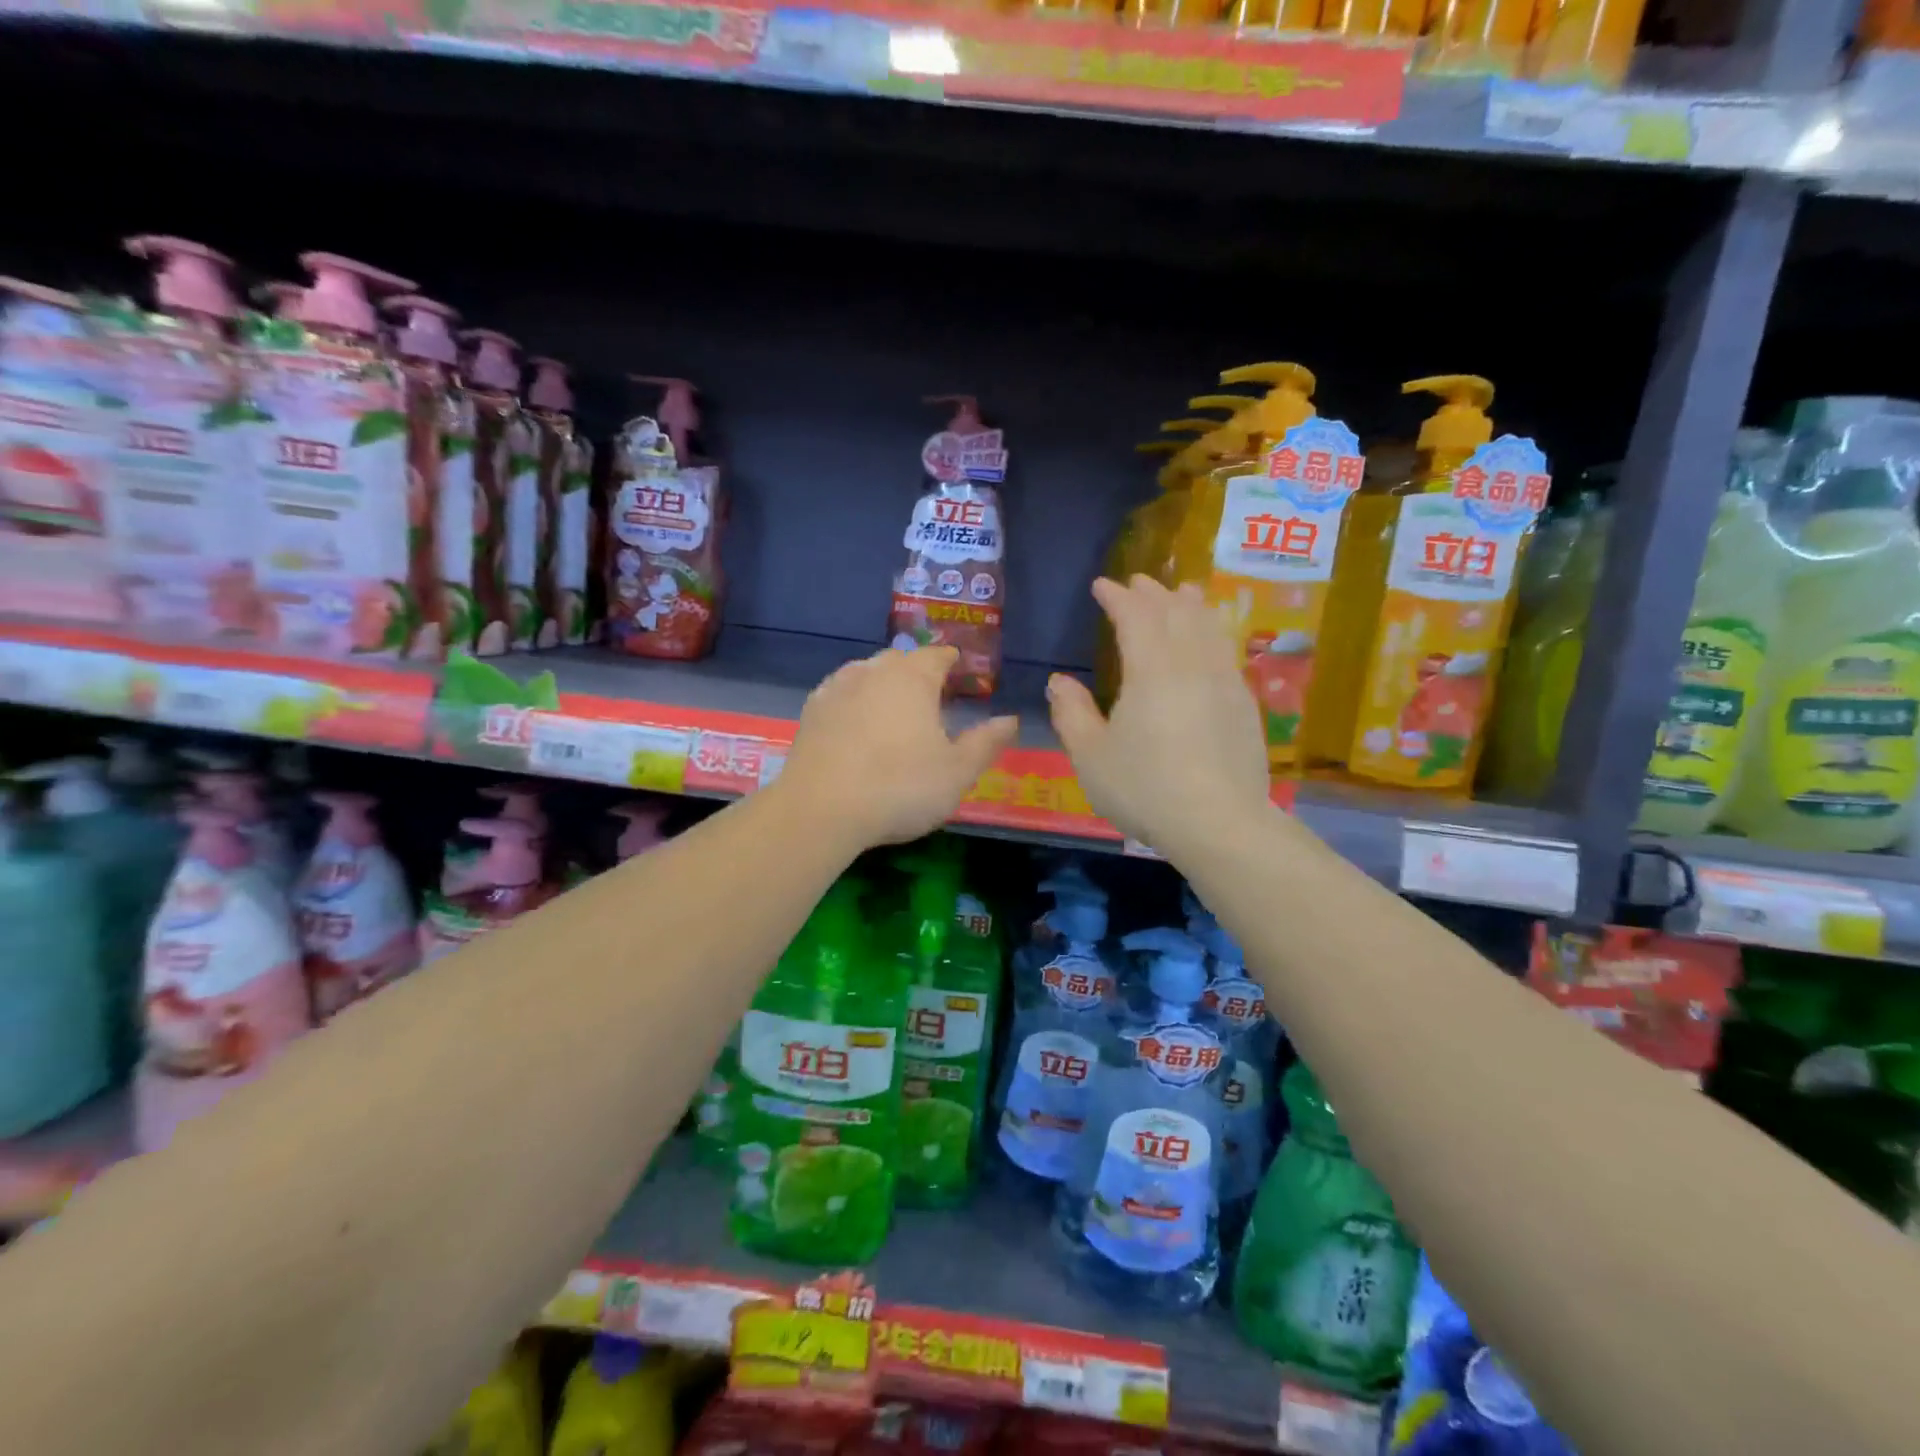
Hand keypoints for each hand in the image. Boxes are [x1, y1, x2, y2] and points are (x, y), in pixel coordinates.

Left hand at [781, 646, 1017, 850]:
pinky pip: (840, 692)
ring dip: (883, 681)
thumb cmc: (900, 787)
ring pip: (866, 671)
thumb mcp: (957, 772)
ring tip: (893, 704)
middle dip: (917, 669)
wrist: (821, 809)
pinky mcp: (812, 710)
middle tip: (930, 692)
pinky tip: (856, 719)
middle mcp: (874, 671)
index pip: (937, 655)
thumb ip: (986, 742)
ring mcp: (837, 688)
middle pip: (900, 659)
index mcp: (913, 678)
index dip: (951, 660)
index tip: (959, 669)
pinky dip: (854, 699)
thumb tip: (1010, 719)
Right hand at [1048, 576, 1270, 855]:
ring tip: (1182, 592)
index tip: (1102, 585)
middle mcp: (1191, 664)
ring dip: (1190, 605)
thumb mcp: (1091, 756)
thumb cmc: (1145, 788)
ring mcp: (1224, 682)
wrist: (1219, 823)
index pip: (1135, 616)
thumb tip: (1059, 681)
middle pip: (1175, 613)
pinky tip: (1209, 641)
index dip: (1117, 597)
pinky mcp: (1244, 704)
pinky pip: (1226, 650)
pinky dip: (1212, 631)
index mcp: (1151, 671)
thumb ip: (1072, 713)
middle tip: (1137, 582)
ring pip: (1208, 627)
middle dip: (1153, 593)